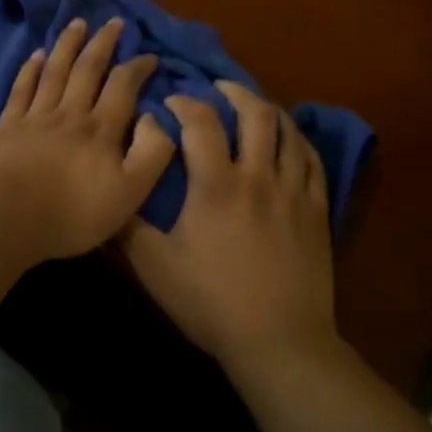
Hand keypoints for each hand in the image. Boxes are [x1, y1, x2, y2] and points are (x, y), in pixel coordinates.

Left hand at [0, 17, 175, 263]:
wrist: (7, 217)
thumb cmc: (72, 213)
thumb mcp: (130, 193)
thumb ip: (151, 153)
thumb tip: (157, 117)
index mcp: (101, 129)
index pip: (123, 87)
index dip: (138, 67)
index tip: (150, 55)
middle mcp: (71, 113)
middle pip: (88, 69)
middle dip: (103, 43)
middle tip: (114, 21)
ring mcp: (36, 116)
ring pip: (56, 71)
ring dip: (68, 44)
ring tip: (77, 23)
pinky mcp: (9, 125)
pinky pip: (22, 88)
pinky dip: (30, 68)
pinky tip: (36, 54)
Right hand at [121, 80, 337, 377]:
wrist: (280, 343)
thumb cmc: (212, 303)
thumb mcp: (156, 267)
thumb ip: (129, 225)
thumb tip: (114, 187)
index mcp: (216, 185)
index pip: (201, 121)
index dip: (185, 102)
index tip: (172, 101)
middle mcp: (257, 176)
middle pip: (255, 113)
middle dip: (235, 92)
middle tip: (219, 89)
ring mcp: (292, 191)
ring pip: (288, 131)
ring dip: (269, 110)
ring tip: (254, 106)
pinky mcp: (316, 210)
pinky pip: (312, 160)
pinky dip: (298, 140)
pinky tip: (288, 140)